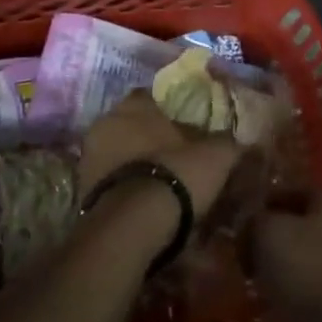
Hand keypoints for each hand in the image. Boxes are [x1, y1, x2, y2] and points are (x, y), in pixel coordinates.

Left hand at [78, 91, 241, 220]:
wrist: (133, 226)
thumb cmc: (175, 175)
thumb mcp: (215, 156)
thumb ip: (227, 142)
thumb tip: (240, 139)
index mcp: (135, 103)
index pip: (152, 96)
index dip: (170, 111)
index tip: (186, 126)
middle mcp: (106, 120)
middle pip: (132, 124)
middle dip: (149, 137)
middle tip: (174, 155)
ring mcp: (89, 155)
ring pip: (117, 151)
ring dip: (134, 162)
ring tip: (160, 182)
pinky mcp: (81, 188)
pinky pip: (109, 179)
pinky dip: (123, 185)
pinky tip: (143, 201)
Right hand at [251, 193, 321, 321]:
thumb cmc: (310, 274)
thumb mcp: (269, 234)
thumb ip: (254, 219)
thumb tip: (248, 224)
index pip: (288, 191)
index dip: (259, 204)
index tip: (235, 222)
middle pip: (295, 227)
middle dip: (267, 242)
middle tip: (240, 257)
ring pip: (301, 260)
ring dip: (276, 272)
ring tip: (250, 286)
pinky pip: (310, 291)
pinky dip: (290, 298)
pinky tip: (267, 312)